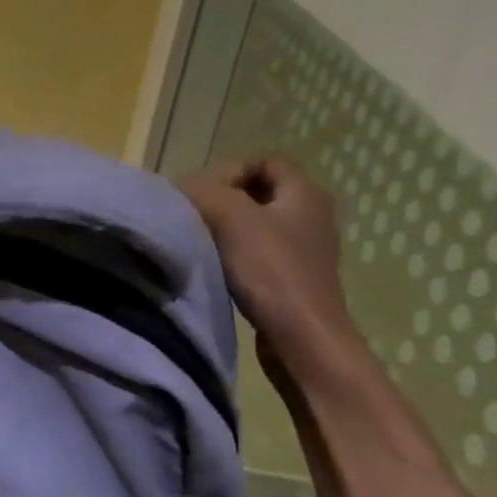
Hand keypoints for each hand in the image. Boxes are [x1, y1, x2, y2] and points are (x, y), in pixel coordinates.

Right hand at [180, 156, 360, 377]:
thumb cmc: (270, 269)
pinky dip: (235, 252)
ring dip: (226, 227)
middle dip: (224, 198)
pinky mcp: (293, 276)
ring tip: (201, 240)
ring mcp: (305, 248)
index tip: (205, 194)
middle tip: (195, 214)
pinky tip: (216, 265)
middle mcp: (312, 215)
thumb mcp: (230, 217)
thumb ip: (204, 190)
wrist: (301, 336)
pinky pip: (259, 250)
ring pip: (256, 222)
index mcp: (306, 193)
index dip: (230, 169)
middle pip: (259, 191)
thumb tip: (183, 185)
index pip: (265, 160)